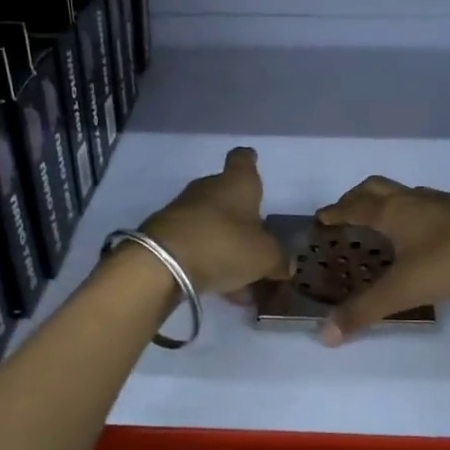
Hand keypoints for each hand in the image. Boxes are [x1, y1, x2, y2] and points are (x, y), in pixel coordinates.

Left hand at [141, 147, 290, 296]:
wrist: (162, 263)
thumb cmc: (224, 244)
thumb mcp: (264, 257)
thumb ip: (279, 260)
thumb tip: (286, 265)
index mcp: (237, 183)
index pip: (243, 160)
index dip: (249, 161)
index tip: (253, 163)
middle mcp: (208, 189)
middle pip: (228, 196)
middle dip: (242, 217)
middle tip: (258, 242)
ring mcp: (183, 211)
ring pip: (213, 225)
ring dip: (227, 246)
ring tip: (244, 279)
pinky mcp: (166, 236)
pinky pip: (196, 246)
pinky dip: (210, 262)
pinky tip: (223, 288)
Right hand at [313, 177, 449, 343]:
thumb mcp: (404, 289)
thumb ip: (365, 311)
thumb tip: (324, 335)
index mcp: (393, 212)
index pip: (354, 207)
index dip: (335, 212)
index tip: (321, 218)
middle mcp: (414, 200)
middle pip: (377, 189)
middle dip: (357, 198)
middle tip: (346, 213)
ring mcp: (444, 204)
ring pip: (406, 196)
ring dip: (388, 205)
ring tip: (383, 225)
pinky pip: (430, 208)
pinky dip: (416, 216)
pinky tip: (426, 237)